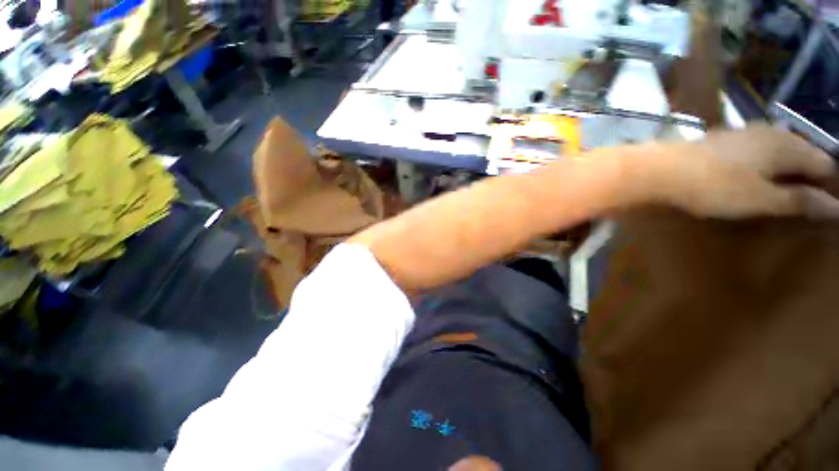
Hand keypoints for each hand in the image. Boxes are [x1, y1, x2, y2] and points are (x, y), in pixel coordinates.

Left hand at [654, 125, 838, 218]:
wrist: (663, 169)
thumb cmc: (716, 186)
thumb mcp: (762, 199)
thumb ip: (800, 200)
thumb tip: (838, 207)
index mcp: (789, 146)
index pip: (825, 164)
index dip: (830, 185)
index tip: (829, 206)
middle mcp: (772, 132)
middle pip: (804, 154)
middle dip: (810, 176)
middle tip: (811, 201)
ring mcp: (746, 133)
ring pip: (781, 150)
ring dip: (788, 169)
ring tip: (788, 189)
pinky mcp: (725, 139)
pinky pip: (758, 150)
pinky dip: (765, 164)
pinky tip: (758, 175)